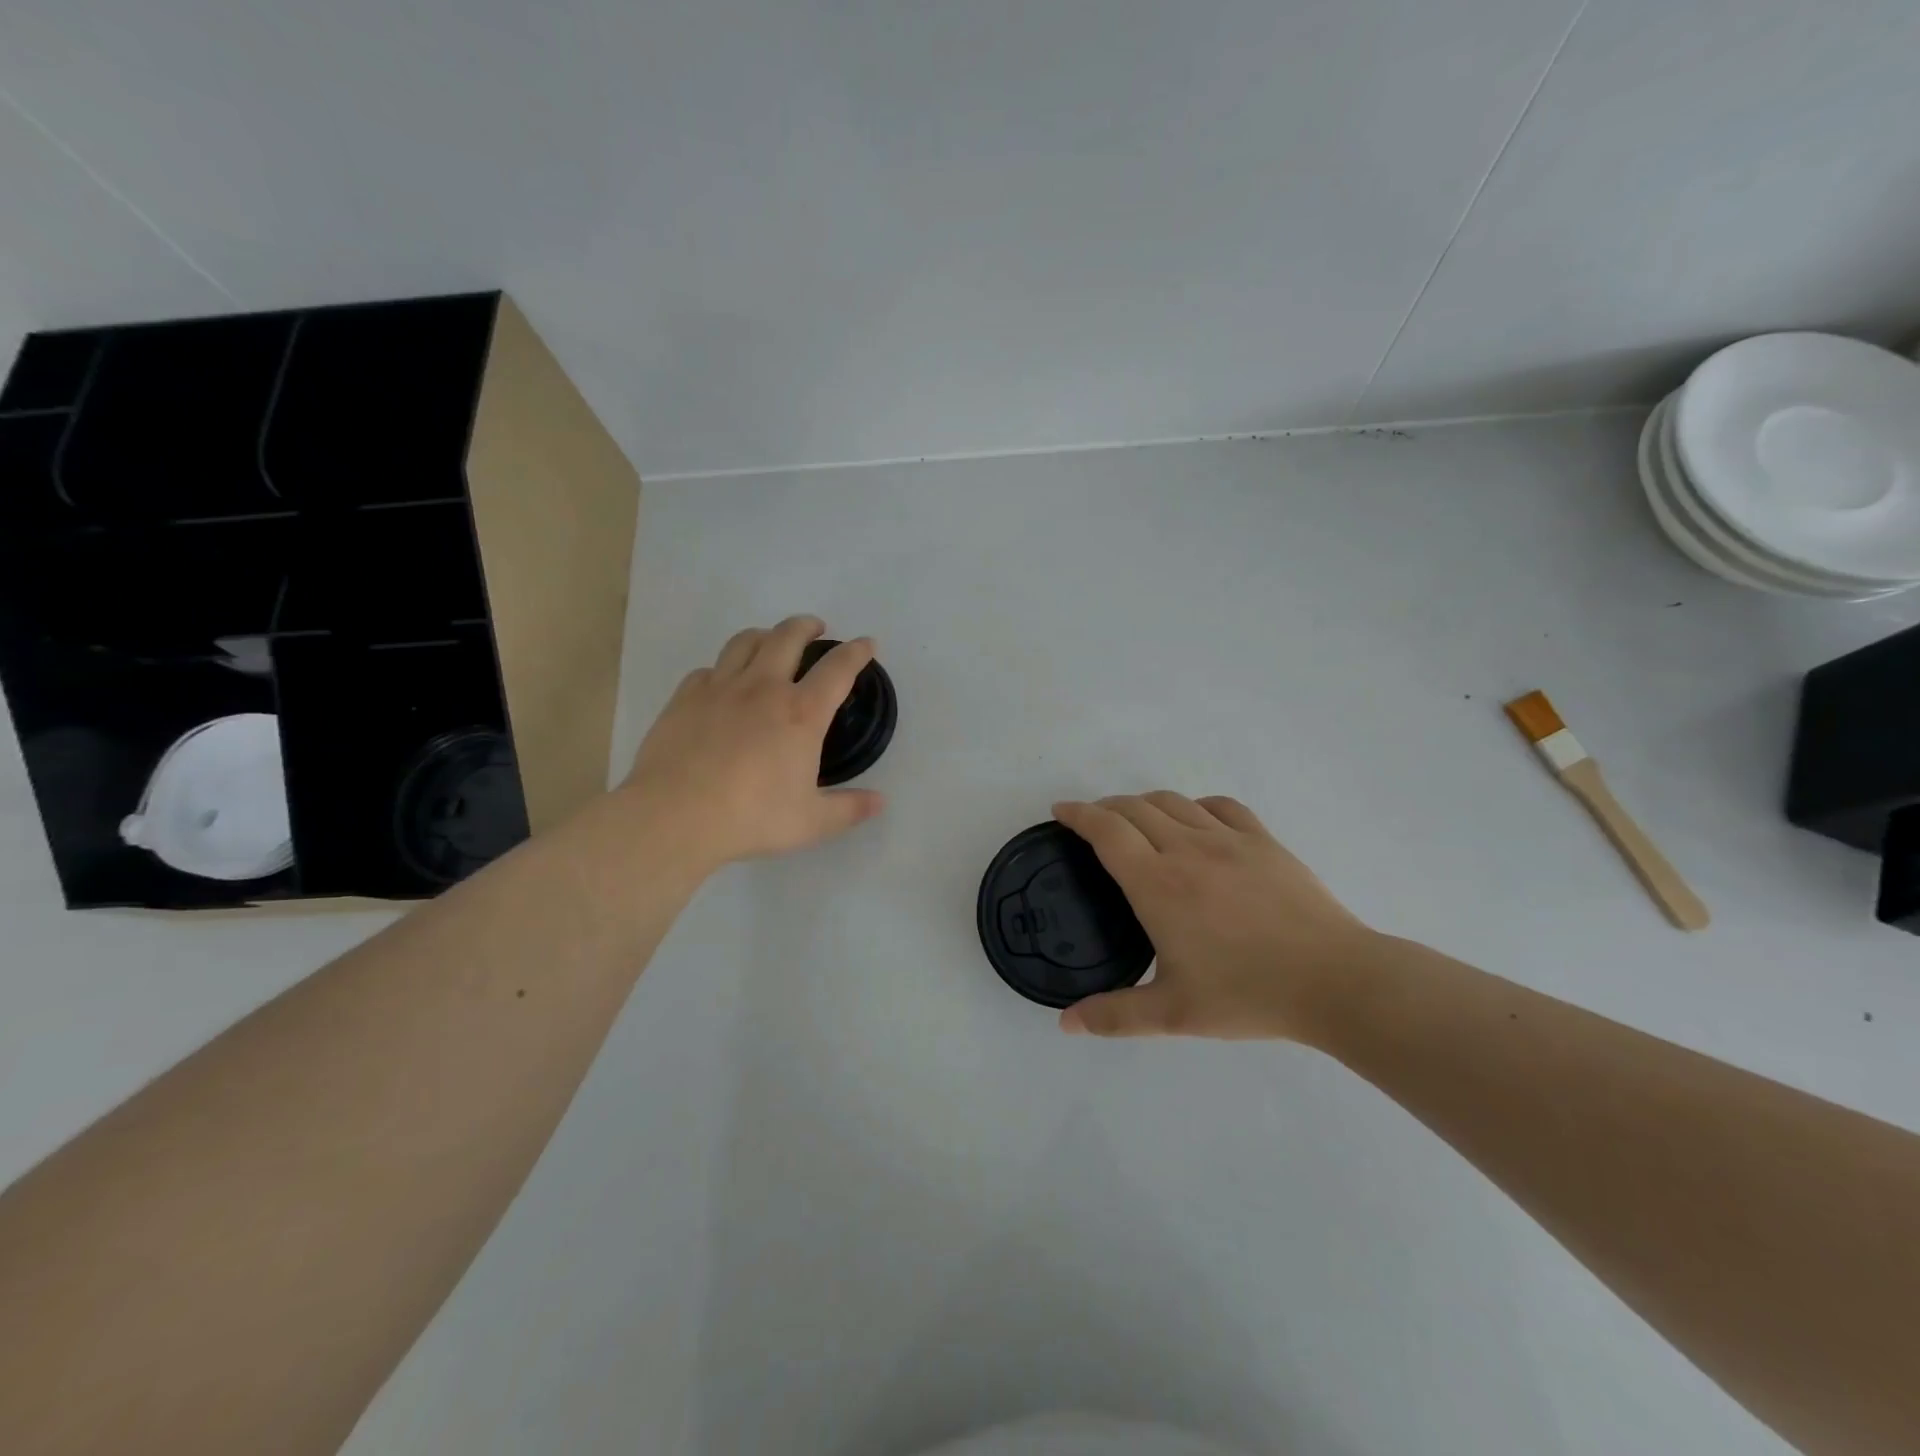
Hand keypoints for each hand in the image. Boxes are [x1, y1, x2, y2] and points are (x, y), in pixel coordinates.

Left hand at [623, 616, 885, 869]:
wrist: (675, 816)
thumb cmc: (752, 817)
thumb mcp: (811, 822)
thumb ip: (849, 809)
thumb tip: (880, 802)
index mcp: (801, 713)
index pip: (838, 669)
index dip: (856, 652)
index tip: (866, 644)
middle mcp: (763, 688)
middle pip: (787, 637)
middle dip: (806, 626)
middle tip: (815, 628)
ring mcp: (719, 688)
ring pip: (744, 642)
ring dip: (764, 635)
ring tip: (770, 641)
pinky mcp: (684, 698)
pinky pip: (707, 670)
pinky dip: (722, 669)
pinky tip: (722, 683)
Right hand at [1052, 792, 1377, 1039]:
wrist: (1333, 980)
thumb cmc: (1248, 994)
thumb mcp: (1174, 1014)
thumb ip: (1114, 1016)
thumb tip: (1066, 1024)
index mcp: (1158, 884)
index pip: (1106, 831)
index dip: (1078, 814)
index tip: (1061, 811)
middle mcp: (1186, 849)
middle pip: (1135, 807)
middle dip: (1105, 807)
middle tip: (1092, 823)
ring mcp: (1228, 840)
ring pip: (1173, 802)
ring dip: (1144, 803)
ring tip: (1136, 820)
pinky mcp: (1263, 841)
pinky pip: (1220, 806)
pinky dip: (1195, 806)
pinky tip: (1195, 821)